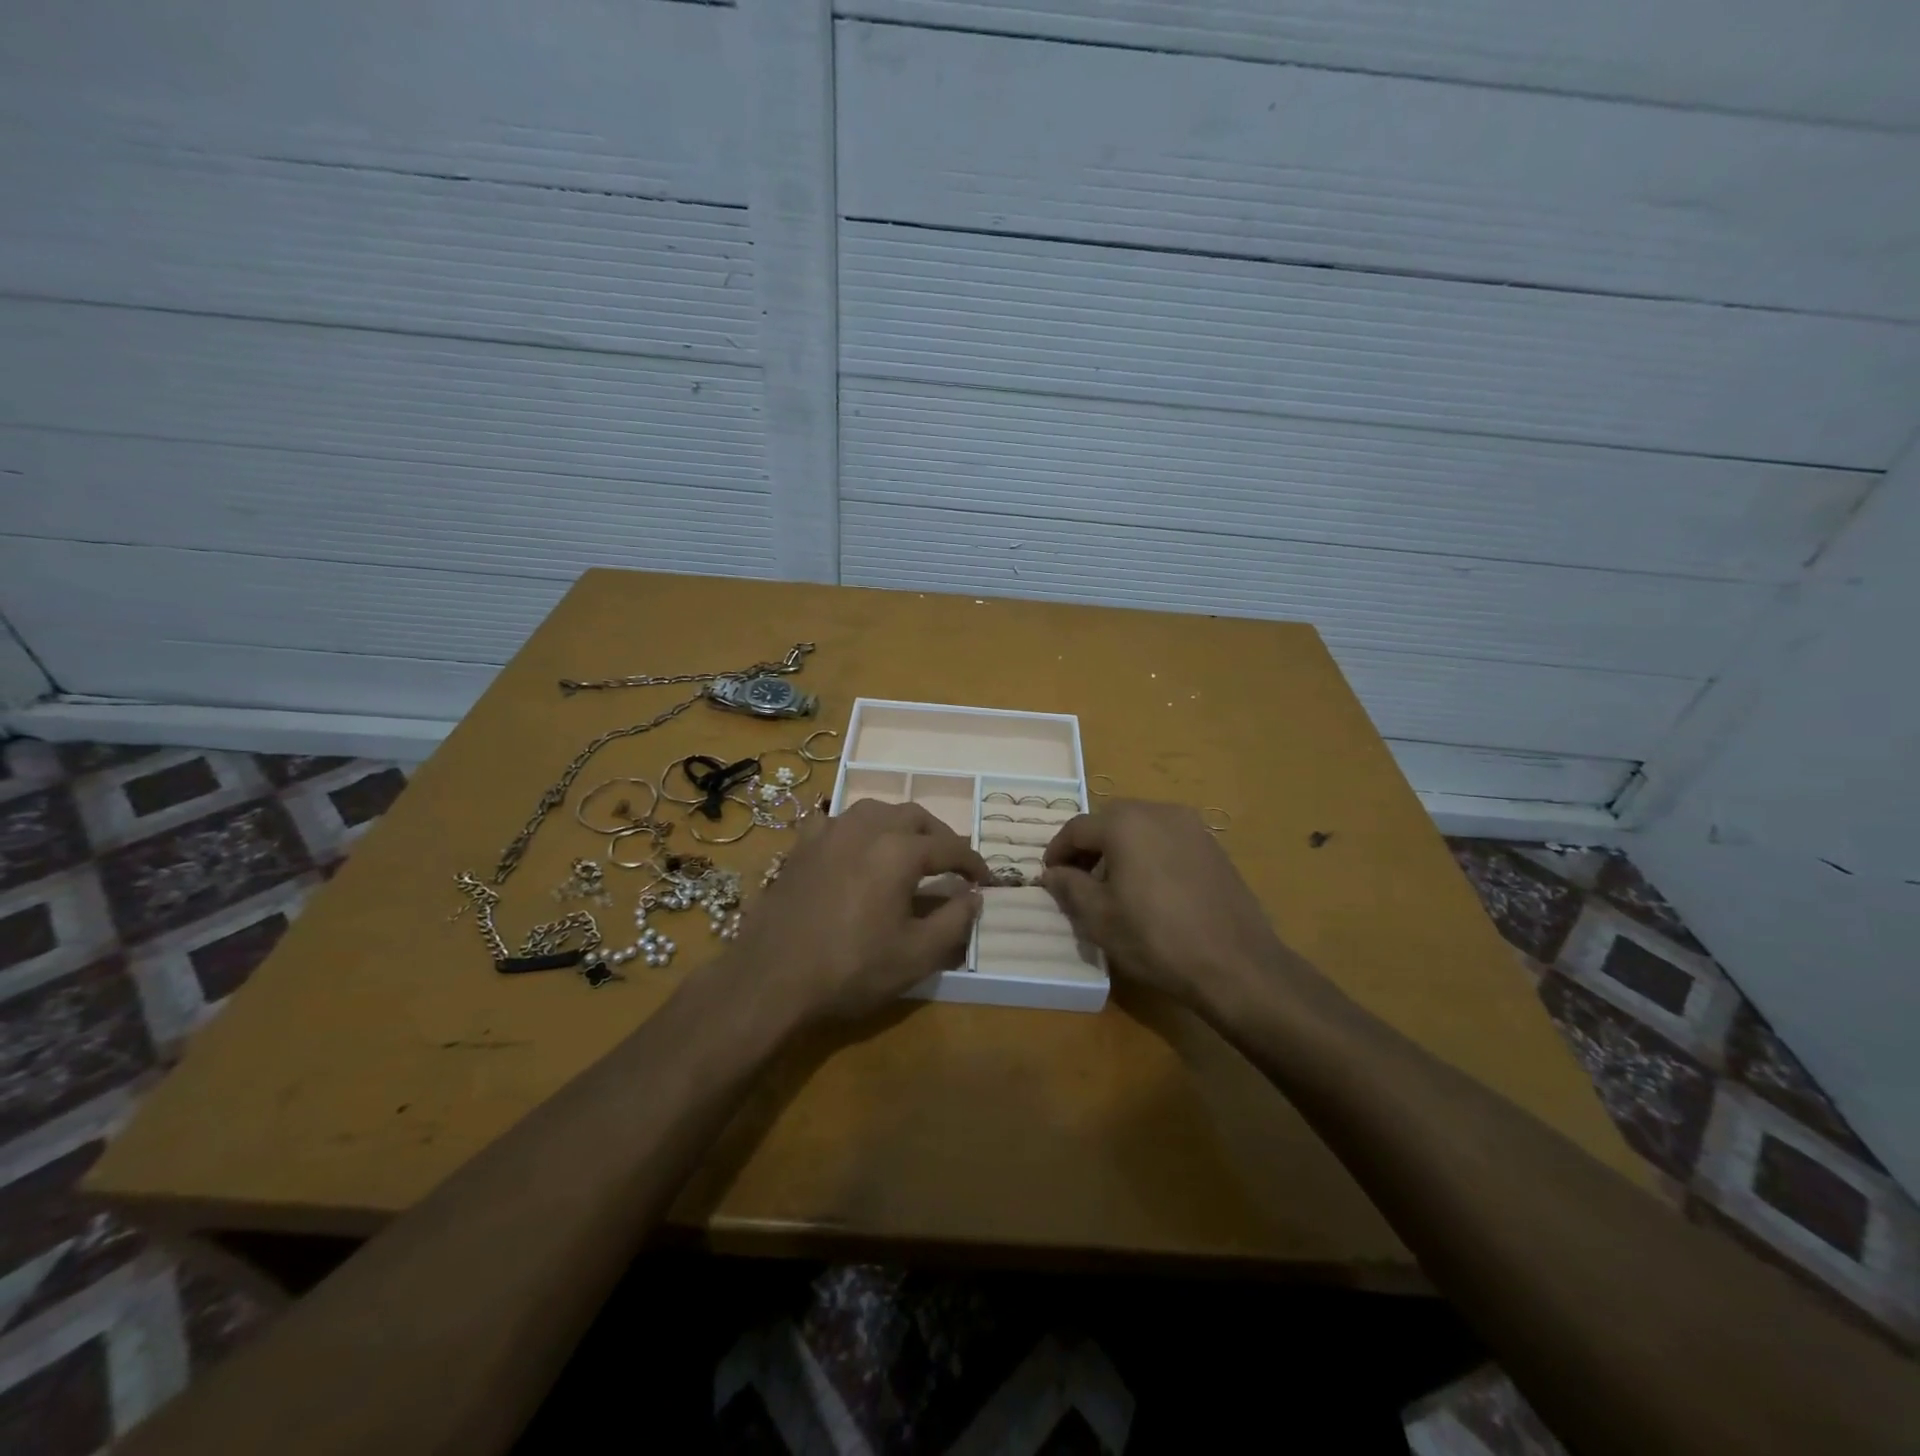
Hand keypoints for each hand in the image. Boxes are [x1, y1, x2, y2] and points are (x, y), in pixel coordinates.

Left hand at [732, 800, 989, 1026]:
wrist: (772, 977)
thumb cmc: (851, 968)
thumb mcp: (916, 955)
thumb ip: (954, 921)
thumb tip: (974, 897)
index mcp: (899, 851)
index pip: (949, 847)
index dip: (973, 863)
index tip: (985, 879)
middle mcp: (866, 828)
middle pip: (914, 816)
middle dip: (939, 836)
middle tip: (951, 863)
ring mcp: (829, 832)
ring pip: (875, 810)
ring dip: (899, 824)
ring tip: (908, 848)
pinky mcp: (801, 846)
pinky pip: (834, 820)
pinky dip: (854, 827)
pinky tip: (853, 844)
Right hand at [1041, 799, 1304, 1015]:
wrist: (1236, 964)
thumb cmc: (1157, 938)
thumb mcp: (1099, 918)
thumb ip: (1069, 887)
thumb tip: (1053, 873)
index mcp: (1125, 823)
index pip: (1077, 828)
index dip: (1057, 851)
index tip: (1049, 876)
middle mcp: (1159, 812)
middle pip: (1110, 821)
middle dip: (1089, 847)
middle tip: (1077, 879)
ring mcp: (1192, 827)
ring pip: (1141, 827)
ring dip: (1119, 849)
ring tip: (1113, 886)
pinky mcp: (1213, 847)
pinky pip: (1167, 840)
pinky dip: (1148, 854)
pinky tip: (1150, 889)